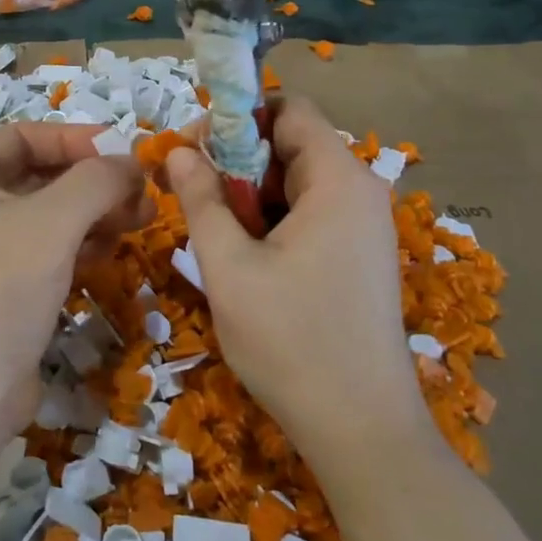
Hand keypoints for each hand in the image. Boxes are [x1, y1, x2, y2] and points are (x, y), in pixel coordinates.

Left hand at [0, 124, 148, 446]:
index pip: (22, 137)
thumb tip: (131, 162)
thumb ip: (97, 180)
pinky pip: (43, 254)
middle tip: (143, 194)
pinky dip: (77, 248)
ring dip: (92, 216)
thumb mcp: (51, 223)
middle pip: (38, 178)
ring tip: (138, 222)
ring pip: (46, 218)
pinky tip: (108, 254)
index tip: (125, 150)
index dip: (75, 138)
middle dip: (92, 183)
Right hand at [165, 98, 421, 450]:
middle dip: (237, 161)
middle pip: (292, 145)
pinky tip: (247, 261)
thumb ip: (200, 199)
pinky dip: (273, 222)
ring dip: (250, 196)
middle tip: (192, 196)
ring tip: (215, 237)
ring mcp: (364, 228)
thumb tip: (177, 150)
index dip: (237, 117)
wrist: (361, 430)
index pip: (289, 110)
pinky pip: (310, 215)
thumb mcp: (228, 266)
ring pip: (296, 184)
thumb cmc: (290, 341)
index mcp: (338, 179)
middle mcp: (360, 192)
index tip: (192, 149)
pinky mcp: (359, 258)